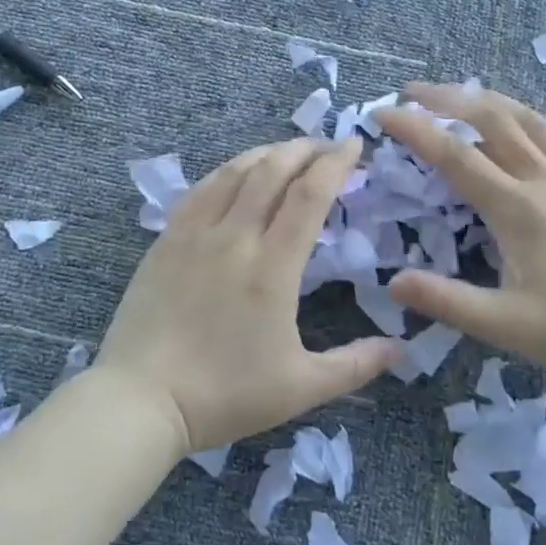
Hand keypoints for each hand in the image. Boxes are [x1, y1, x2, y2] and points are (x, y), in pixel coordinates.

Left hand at [91, 138, 399, 452]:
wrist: (143, 399)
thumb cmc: (225, 394)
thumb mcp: (301, 387)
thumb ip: (355, 364)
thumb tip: (402, 348)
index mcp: (272, 267)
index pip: (310, 195)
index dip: (335, 163)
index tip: (354, 145)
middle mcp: (235, 237)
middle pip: (273, 170)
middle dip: (305, 149)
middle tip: (327, 145)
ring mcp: (195, 234)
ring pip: (234, 172)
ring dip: (267, 153)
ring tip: (287, 152)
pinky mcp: (166, 241)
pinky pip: (200, 190)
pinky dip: (226, 171)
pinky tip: (235, 173)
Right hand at [374, 83, 545, 380]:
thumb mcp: (508, 327)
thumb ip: (449, 302)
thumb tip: (393, 282)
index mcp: (518, 209)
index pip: (455, 156)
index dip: (415, 129)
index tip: (382, 112)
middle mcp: (545, 181)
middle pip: (491, 119)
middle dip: (447, 98)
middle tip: (411, 91)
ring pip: (528, 119)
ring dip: (487, 100)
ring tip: (458, 93)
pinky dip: (528, 118)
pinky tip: (521, 123)